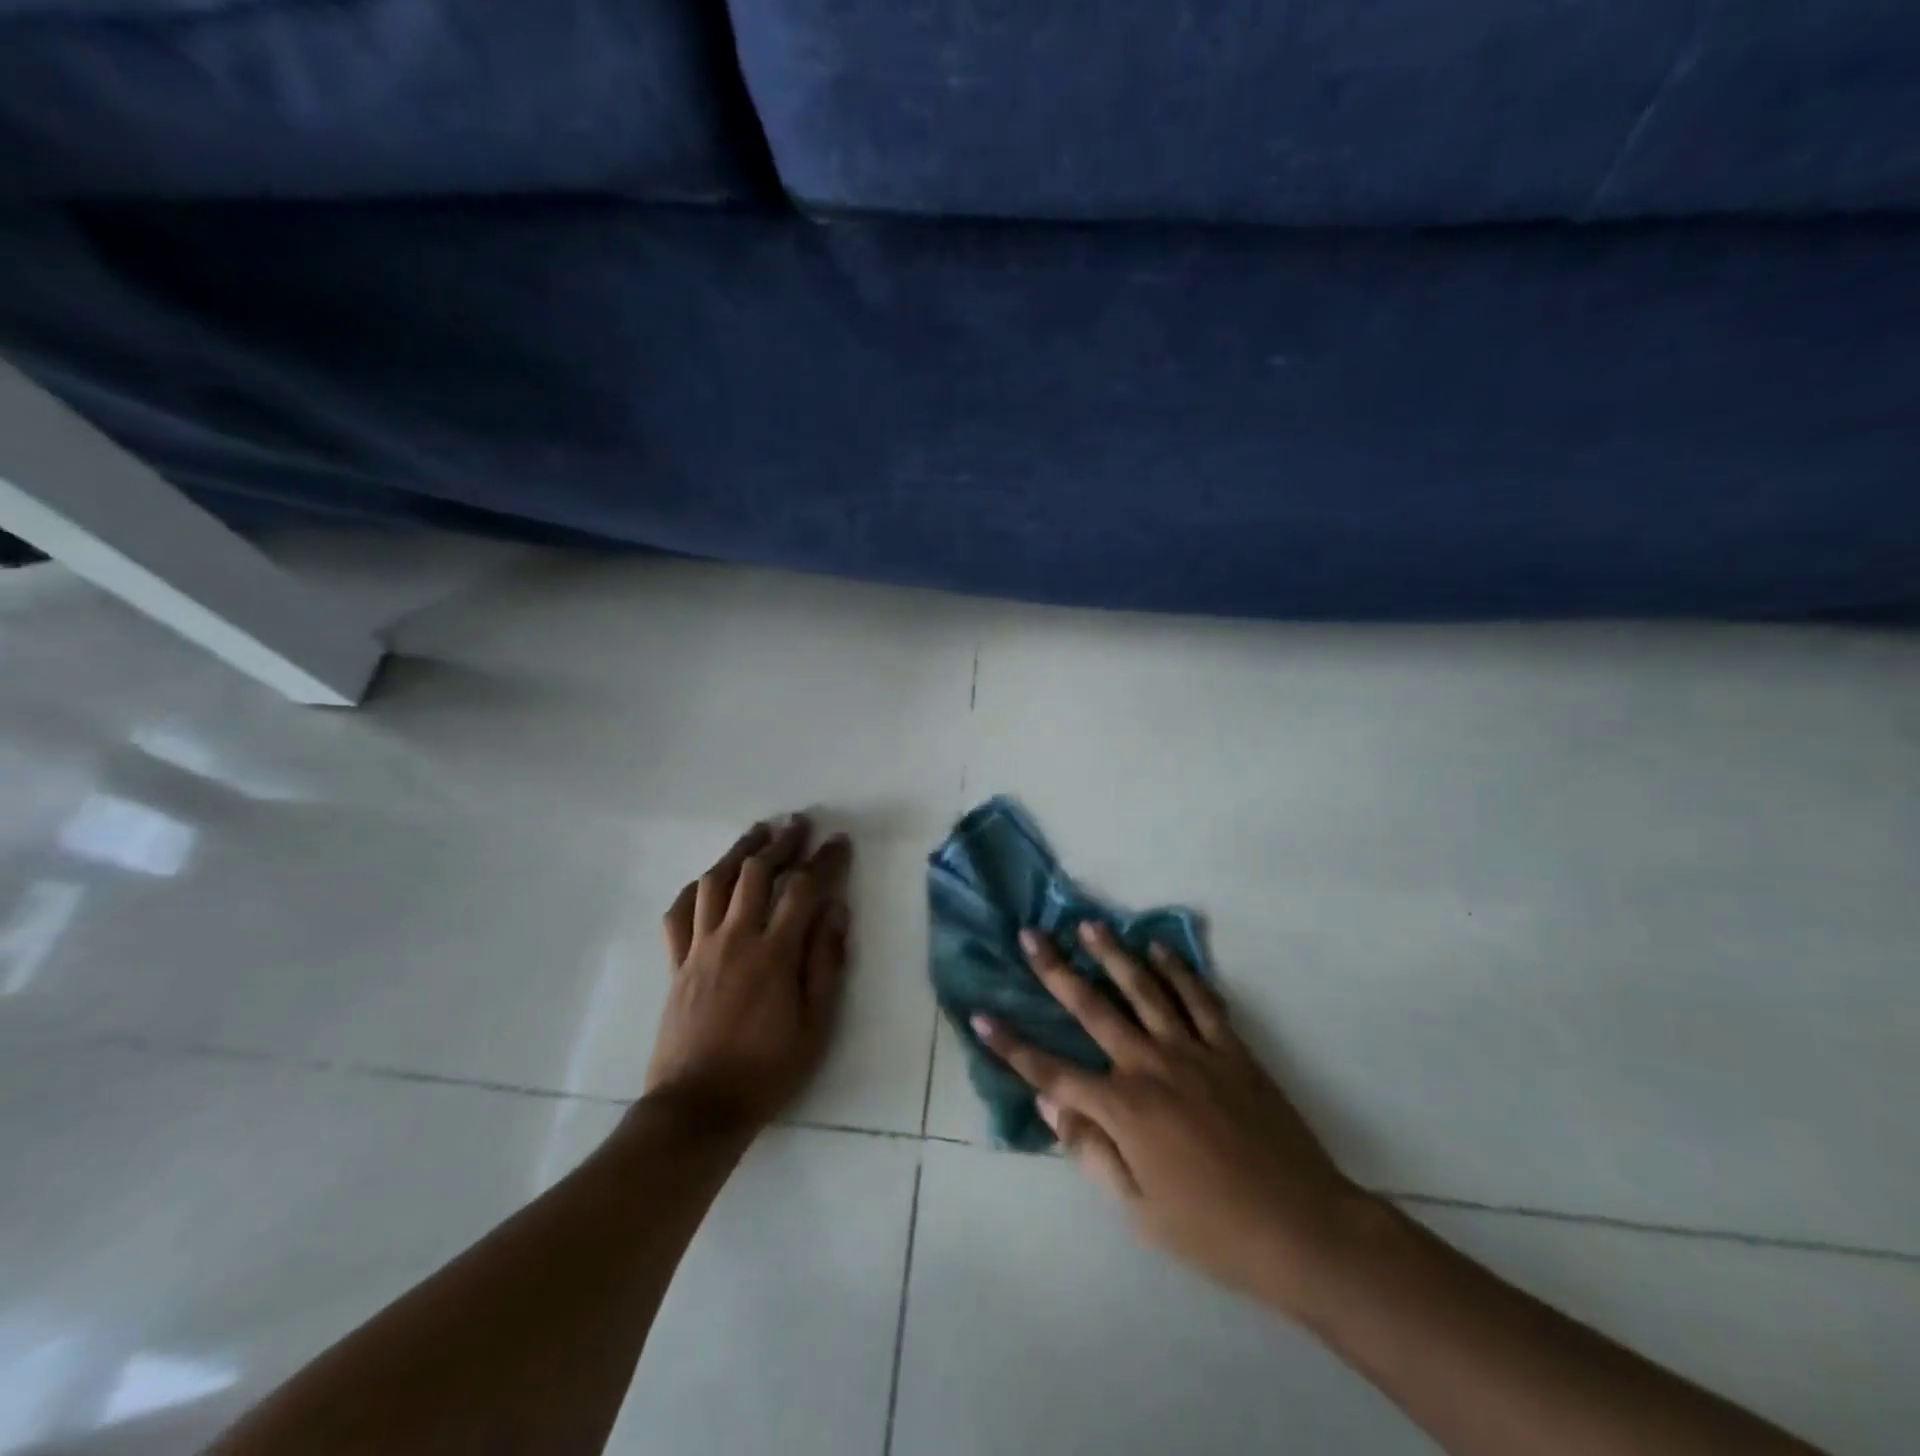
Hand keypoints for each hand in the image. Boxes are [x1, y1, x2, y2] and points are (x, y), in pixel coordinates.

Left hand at [645, 815, 852, 1134]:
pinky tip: (708, 879)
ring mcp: (699, 948)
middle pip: (756, 873)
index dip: (824, 860)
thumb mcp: (816, 1024)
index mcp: (773, 953)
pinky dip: (695, 889)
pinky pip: (679, 914)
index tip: (839, 841)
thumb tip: (836, 909)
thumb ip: (826, 962)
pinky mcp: (676, 964)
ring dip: (739, 851)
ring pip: (715, 882)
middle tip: (799, 822)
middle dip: (781, 842)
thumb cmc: (767, 1069)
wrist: (698, 1107)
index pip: (803, 889)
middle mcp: (734, 939)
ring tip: (758, 832)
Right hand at [972, 922, 1378, 1318]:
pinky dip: (1179, 970)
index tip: (981, 1015)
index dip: (1012, 1045)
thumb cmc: (1212, 1230)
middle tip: (1031, 935)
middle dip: (1056, 971)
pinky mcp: (1231, 1049)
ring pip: (1144, 990)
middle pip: (1093, 1009)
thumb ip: (1091, 1151)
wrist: (1302, 1228)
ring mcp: (1193, 1051)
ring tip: (1090, 924)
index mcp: (1124, 1109)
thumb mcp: (1140, 1208)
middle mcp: (1151, 1066)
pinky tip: (1160, 948)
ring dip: (1113, 954)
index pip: (1052, 1071)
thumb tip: (1049, 1104)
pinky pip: (1200, 999)